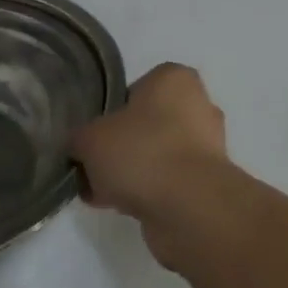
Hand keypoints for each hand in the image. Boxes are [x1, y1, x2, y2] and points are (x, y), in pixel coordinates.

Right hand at [71, 63, 229, 232]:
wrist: (189, 206)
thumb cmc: (142, 153)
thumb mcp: (90, 139)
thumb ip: (80, 138)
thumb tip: (80, 147)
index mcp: (175, 79)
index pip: (135, 89)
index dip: (110, 113)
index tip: (93, 136)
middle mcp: (198, 105)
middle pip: (146, 125)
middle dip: (120, 147)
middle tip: (94, 168)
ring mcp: (207, 145)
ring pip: (156, 155)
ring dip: (131, 173)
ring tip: (103, 193)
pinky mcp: (208, 181)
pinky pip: (168, 181)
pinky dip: (147, 192)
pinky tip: (122, 208)